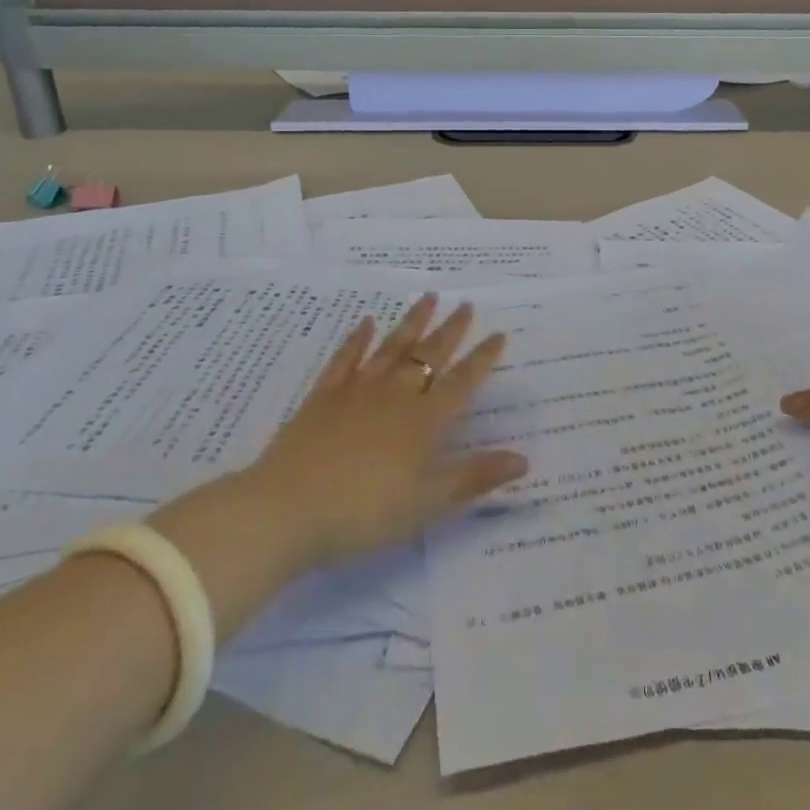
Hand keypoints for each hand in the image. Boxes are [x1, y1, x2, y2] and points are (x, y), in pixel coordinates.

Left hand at [250, 296, 524, 567]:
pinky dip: (358, 339)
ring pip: (392, 347)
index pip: (462, 382)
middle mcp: (395, 395)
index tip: (499, 334)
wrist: (285, 511)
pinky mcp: (324, 396)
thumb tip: (524, 460)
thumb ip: (474, 478)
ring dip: (412, 322)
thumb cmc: (362, 513)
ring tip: (428, 296)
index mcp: (423, 421)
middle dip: (451, 330)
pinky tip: (366, 321)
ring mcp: (357, 391)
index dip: (482, 359)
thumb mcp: (425, 503)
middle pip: (429, 355)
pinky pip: (346, 358)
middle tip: (466, 303)